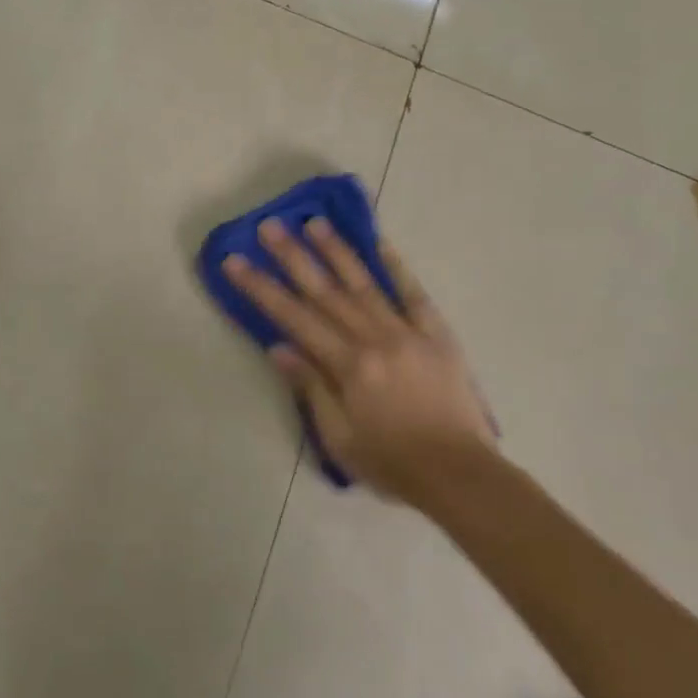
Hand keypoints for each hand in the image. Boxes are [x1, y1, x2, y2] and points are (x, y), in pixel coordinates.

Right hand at [223, 218, 497, 503]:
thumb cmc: (393, 463)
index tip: (236, 261)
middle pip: (326, 292)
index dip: (261, 288)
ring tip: (315, 222)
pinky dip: (397, 267)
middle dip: (293, 257)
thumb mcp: (340, 438)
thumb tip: (279, 347)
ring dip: (337, 251)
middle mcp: (375, 339)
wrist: (461, 475)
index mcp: (349, 366)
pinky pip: (414, 294)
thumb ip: (311, 388)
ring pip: (365, 284)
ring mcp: (408, 332)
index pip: (294, 318)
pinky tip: (381, 243)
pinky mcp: (437, 335)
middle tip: (270, 226)